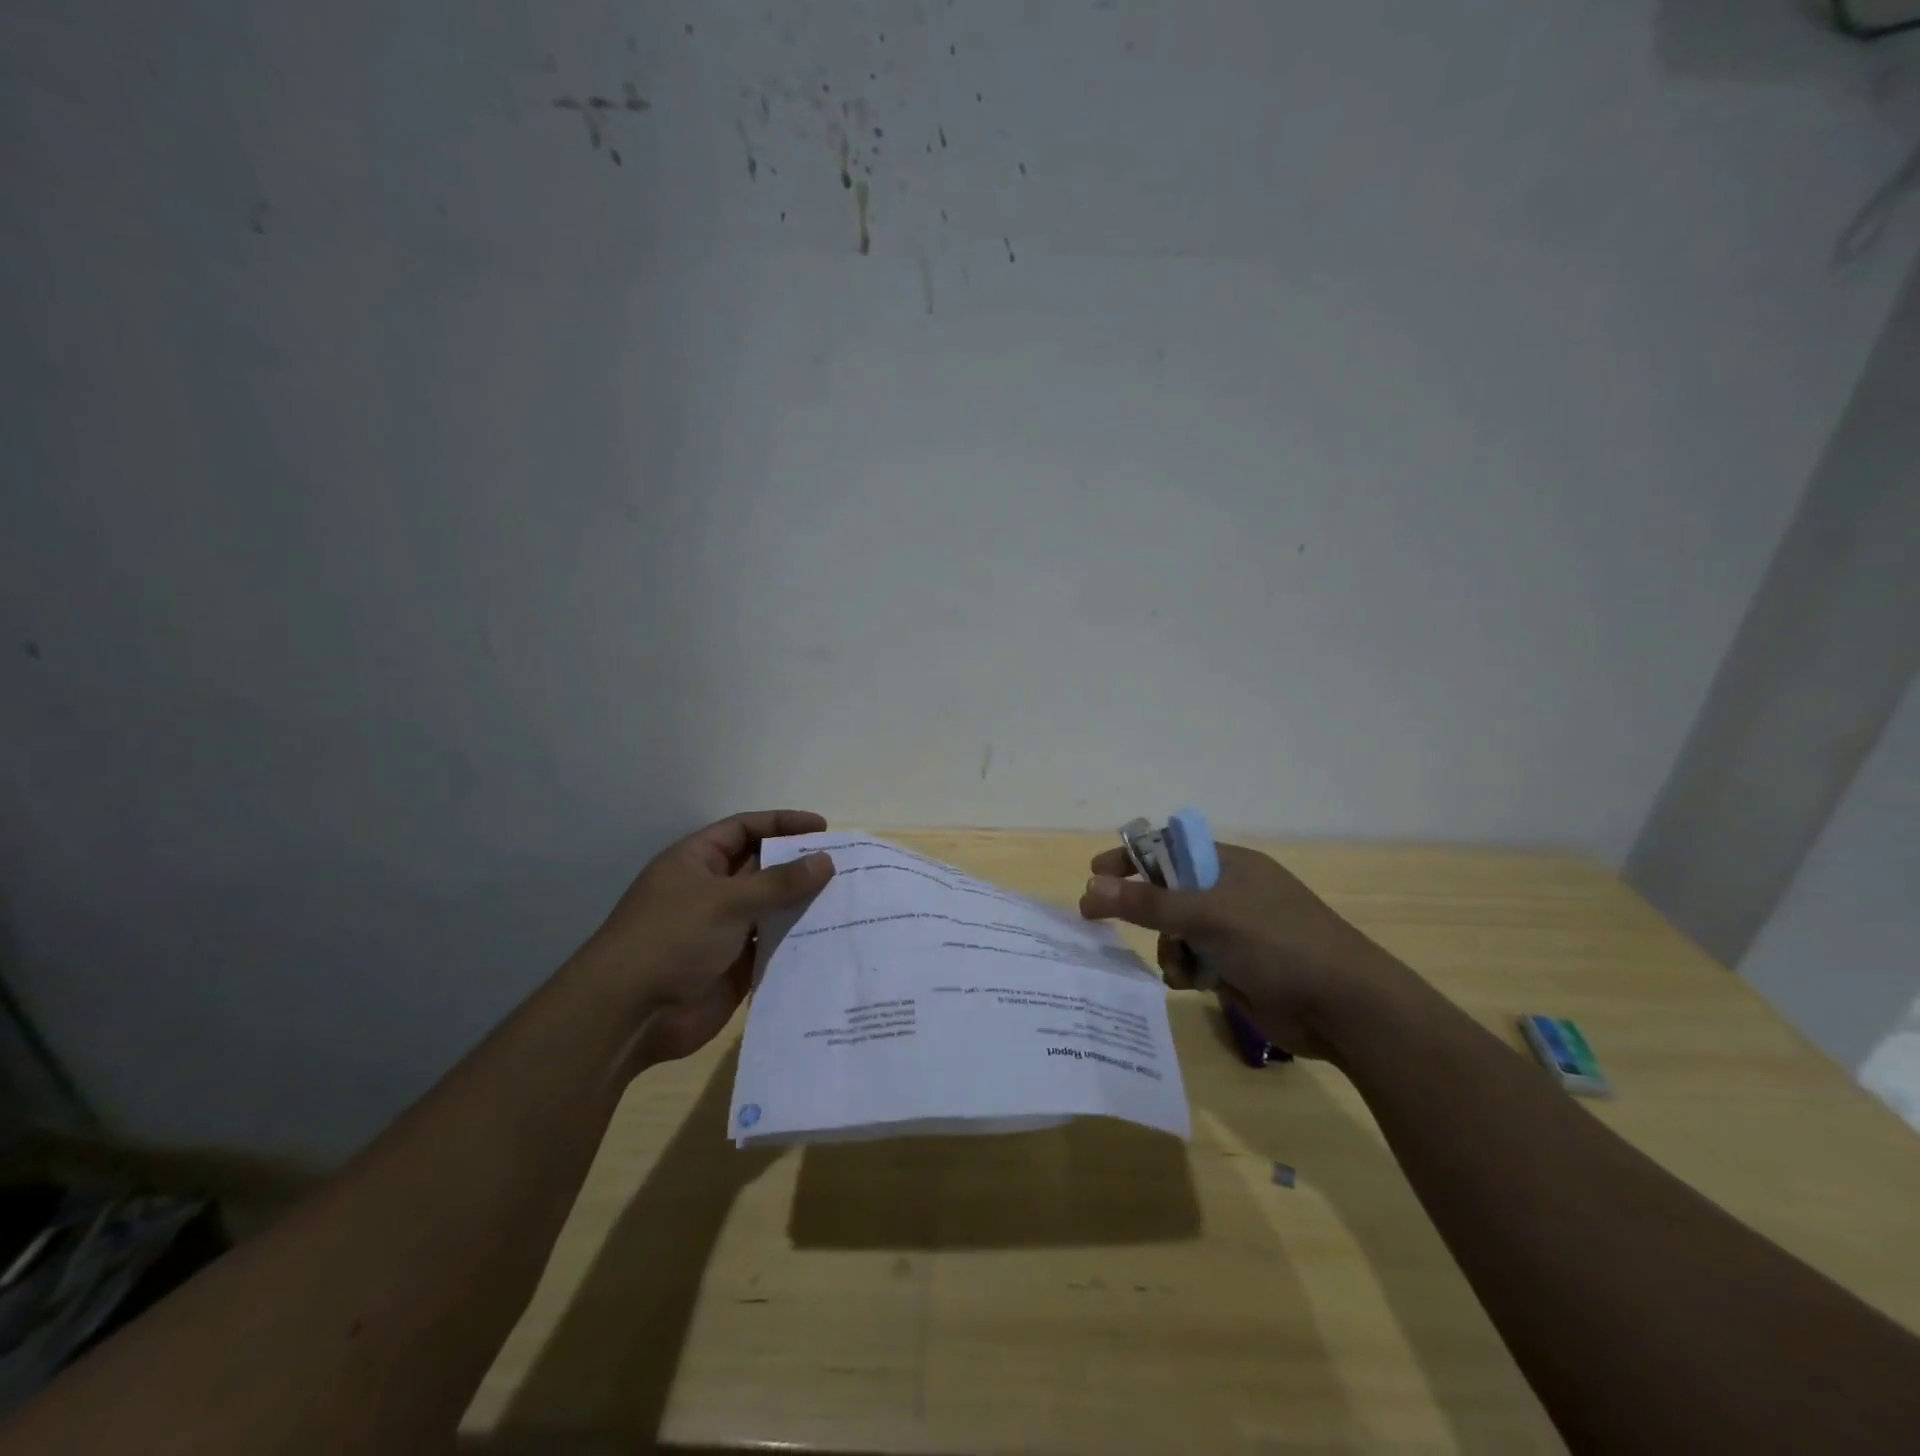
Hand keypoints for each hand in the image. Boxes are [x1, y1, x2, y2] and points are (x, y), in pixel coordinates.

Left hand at [576, 810, 835, 1064]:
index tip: (823, 828)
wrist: (630, 1015)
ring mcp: (723, 929)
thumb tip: (826, 861)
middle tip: (845, 865)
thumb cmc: (672, 938)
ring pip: (771, 908)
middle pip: (762, 868)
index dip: (782, 824)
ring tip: (848, 899)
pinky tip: (831, 938)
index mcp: (698, 861)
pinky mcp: (735, 966)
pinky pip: (772, 946)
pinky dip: (797, 941)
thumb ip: (780, 882)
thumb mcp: (727, 901)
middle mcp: (711, 891)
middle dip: (799, 865)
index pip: (745, 829)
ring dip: (803, 904)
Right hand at [1078, 841, 1400, 1059]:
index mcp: (1230, 865)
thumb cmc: (1278, 944)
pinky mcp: (1238, 967)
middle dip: (1145, 911)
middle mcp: (1230, 893)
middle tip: (1103, 920)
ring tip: (1180, 967)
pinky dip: (1186, 970)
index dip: (1132, 858)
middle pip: (1168, 893)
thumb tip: (1091, 886)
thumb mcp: (1208, 916)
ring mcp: (1235, 932)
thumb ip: (1147, 903)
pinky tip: (1192, 984)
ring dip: (1169, 948)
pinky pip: (1193, 960)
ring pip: (1177, 932)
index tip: (1096, 873)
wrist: (1344, 1008)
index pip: (1169, 849)